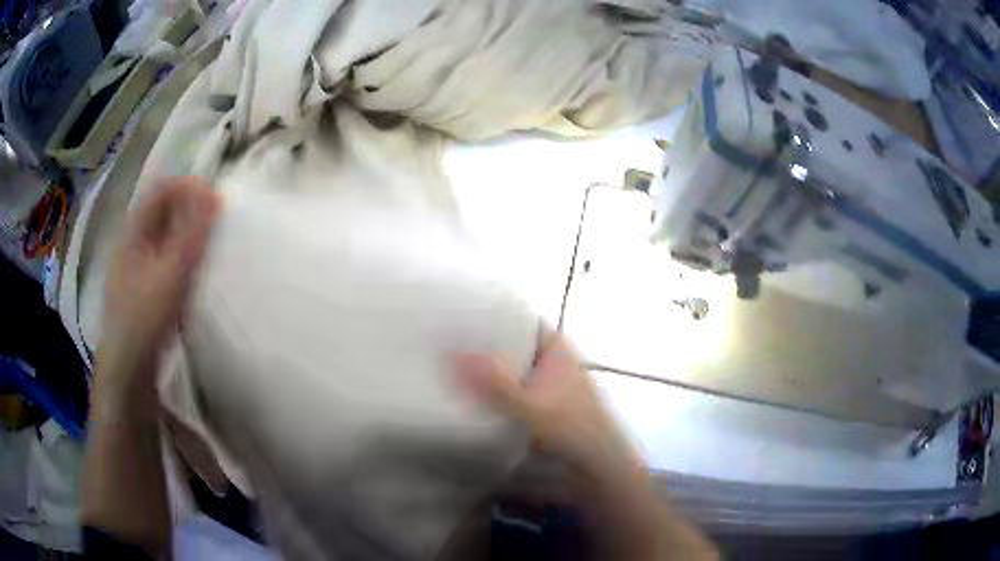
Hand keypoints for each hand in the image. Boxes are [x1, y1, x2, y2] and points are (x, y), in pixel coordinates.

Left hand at [102, 177, 219, 372]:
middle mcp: (134, 244)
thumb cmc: (144, 317)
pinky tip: (198, 268)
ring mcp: (139, 267)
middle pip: (163, 212)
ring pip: (166, 236)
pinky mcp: (147, 288)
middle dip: (190, 209)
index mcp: (132, 233)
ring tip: (212, 241)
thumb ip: (190, 235)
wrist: (130, 370)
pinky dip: (185, 255)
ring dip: (189, 233)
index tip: (215, 196)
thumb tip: (213, 194)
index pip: (160, 192)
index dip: (187, 188)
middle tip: (217, 218)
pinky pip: (168, 259)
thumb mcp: (169, 274)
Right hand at [455, 335, 719, 560]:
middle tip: (447, 341)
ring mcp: (552, 387)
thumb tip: (453, 354)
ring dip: (490, 370)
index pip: (524, 320)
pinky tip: (473, 399)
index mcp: (558, 351)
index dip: (496, 314)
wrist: (601, 472)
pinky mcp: (547, 410)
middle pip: (516, 344)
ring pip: (516, 370)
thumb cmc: (574, 434)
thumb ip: (495, 385)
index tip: (462, 315)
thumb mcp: (532, 409)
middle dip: (486, 343)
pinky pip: (516, 392)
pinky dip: (498, 392)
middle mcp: (556, 364)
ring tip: (451, 366)